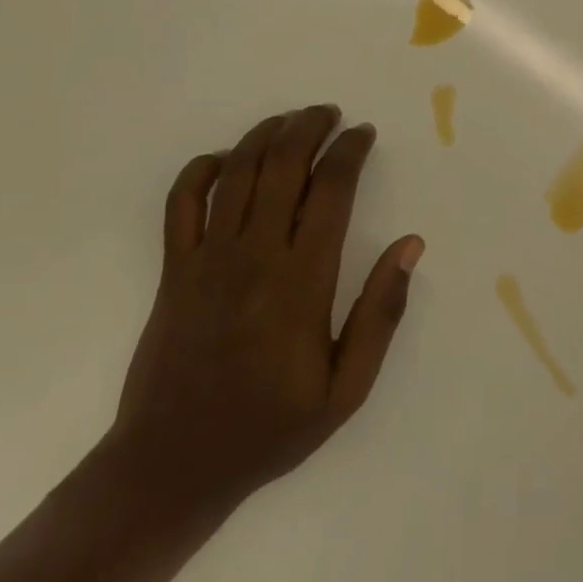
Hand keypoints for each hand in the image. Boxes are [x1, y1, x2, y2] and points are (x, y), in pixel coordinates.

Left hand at [108, 106, 423, 520]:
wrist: (172, 468)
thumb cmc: (269, 428)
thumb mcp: (345, 390)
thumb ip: (381, 314)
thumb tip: (410, 244)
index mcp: (301, 281)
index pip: (332, 189)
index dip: (350, 150)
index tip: (363, 133)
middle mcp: (255, 256)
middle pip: (284, 165)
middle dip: (310, 126)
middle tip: (330, 114)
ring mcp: (208, 259)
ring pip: (238, 171)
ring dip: (267, 134)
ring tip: (291, 121)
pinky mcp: (173, 269)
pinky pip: (182, 201)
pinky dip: (203, 168)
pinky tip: (227, 158)